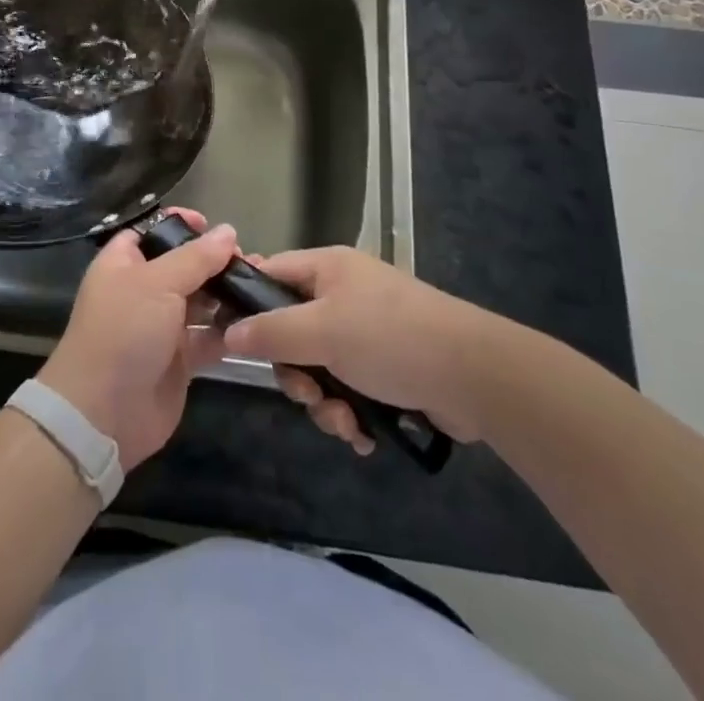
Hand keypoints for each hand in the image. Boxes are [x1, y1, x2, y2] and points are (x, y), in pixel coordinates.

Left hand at [37, 209, 236, 470]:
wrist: (103, 412)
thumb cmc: (124, 331)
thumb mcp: (158, 283)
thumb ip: (196, 257)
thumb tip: (228, 231)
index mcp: (123, 264)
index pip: (151, 232)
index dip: (179, 225)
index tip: (212, 225)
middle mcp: (141, 291)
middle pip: (182, 267)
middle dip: (214, 262)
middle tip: (249, 260)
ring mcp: (160, 327)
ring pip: (199, 302)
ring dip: (226, 294)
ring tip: (260, 286)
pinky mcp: (179, 361)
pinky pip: (208, 338)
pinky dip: (228, 331)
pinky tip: (255, 322)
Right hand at [221, 247, 498, 452]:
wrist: (475, 375)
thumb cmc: (391, 339)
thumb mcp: (322, 331)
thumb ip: (271, 332)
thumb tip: (228, 333)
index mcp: (327, 268)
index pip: (270, 273)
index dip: (248, 304)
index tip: (233, 340)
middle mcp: (343, 294)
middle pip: (291, 330)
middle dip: (295, 372)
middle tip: (307, 393)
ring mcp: (366, 331)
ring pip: (318, 366)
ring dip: (324, 402)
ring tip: (346, 422)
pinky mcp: (387, 367)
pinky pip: (347, 388)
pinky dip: (350, 413)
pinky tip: (364, 434)